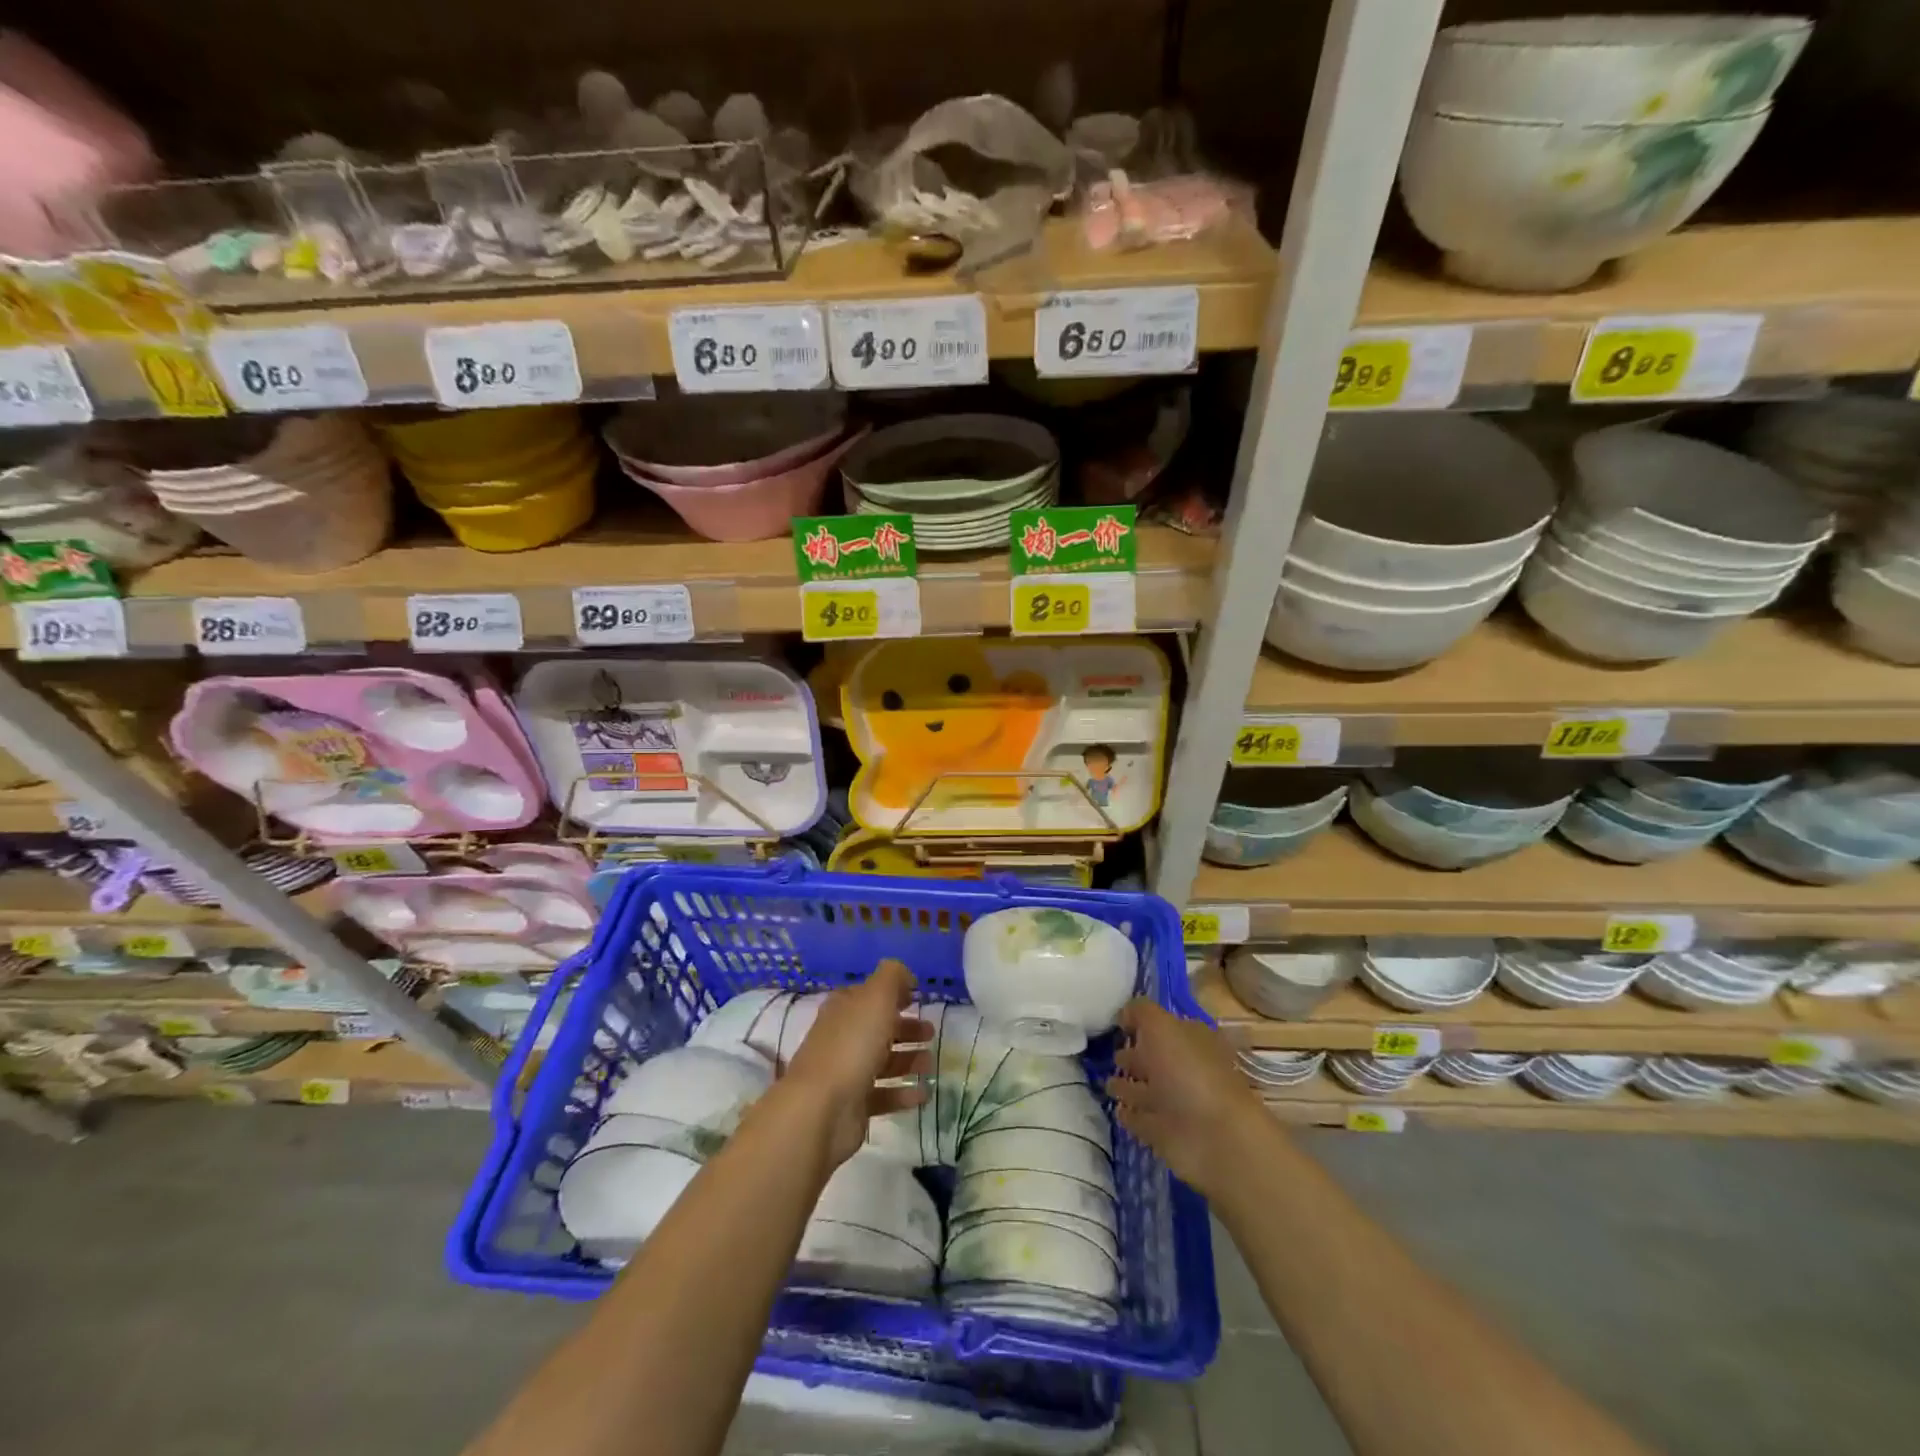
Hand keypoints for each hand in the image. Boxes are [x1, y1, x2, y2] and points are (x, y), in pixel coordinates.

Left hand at [781, 959, 931, 1166]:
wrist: (821, 1109)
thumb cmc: (852, 1045)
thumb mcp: (876, 998)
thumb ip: (892, 978)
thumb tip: (904, 974)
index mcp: (844, 1008)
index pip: (868, 995)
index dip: (892, 993)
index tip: (916, 998)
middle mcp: (842, 1037)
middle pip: (877, 1028)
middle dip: (905, 1029)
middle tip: (930, 1032)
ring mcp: (846, 1072)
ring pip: (882, 1061)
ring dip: (908, 1060)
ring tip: (930, 1063)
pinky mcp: (853, 1106)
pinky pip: (883, 1095)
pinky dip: (903, 1093)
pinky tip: (923, 1093)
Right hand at [1106, 998, 1264, 1199]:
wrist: (1215, 1139)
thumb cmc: (1188, 1072)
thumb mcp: (1161, 1026)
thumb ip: (1140, 1013)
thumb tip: (1124, 1014)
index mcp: (1192, 1040)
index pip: (1167, 1026)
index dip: (1144, 1023)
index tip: (1117, 1023)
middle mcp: (1186, 1069)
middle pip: (1156, 1059)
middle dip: (1134, 1055)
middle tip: (1110, 1053)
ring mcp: (1177, 1104)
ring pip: (1147, 1090)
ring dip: (1128, 1087)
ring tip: (1106, 1082)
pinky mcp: (1166, 1134)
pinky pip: (1142, 1119)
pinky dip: (1130, 1115)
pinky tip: (1116, 1109)